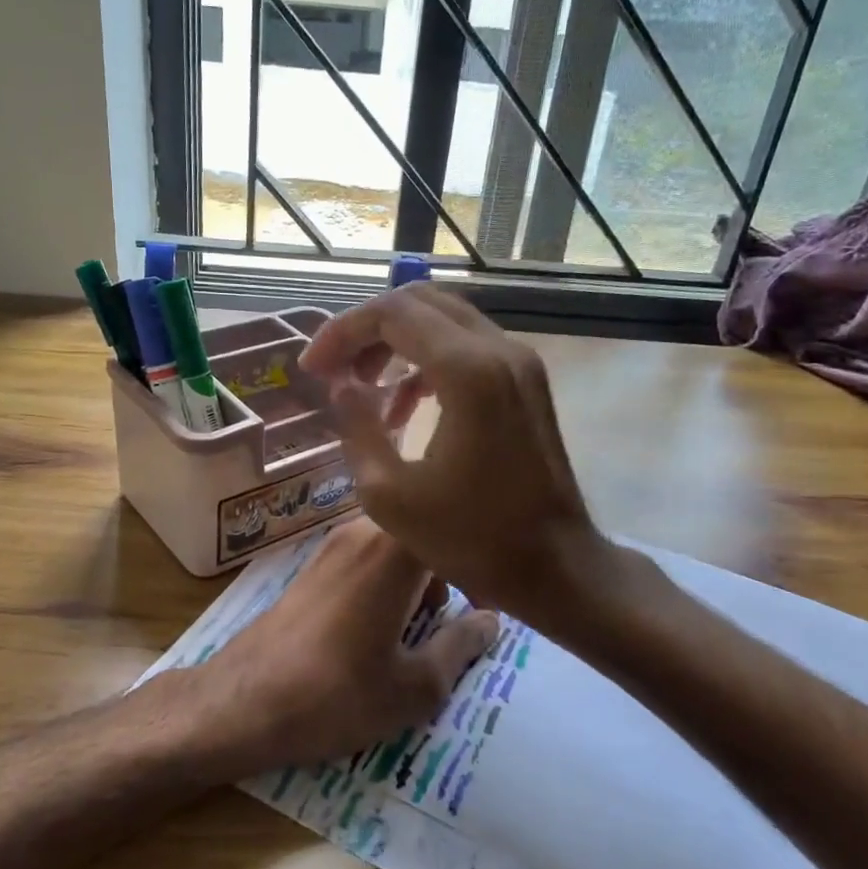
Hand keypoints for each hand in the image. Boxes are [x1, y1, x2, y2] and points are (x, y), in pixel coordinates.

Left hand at [188, 518, 497, 774]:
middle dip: (448, 570)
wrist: (242, 703)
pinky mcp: (311, 565)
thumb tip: (491, 621)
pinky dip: (385, 581)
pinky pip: (365, 558)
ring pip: (395, 545)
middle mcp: (363, 531)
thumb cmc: (336, 695)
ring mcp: (331, 544)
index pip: (454, 527)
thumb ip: (460, 647)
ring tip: (417, 630)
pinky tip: (378, 629)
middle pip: (424, 533)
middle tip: (456, 619)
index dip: (479, 561)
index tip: (493, 598)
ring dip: (416, 577)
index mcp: (395, 549)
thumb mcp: (414, 687)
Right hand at [298, 284, 602, 620]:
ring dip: (396, 342)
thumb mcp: (389, 494)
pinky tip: (404, 403)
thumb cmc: (471, 539)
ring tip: (363, 388)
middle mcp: (499, 351)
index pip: (392, 314)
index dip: (341, 332)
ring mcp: (520, 362)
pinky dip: (427, 359)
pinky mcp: (526, 380)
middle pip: (419, 302)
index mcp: (467, 373)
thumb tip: (341, 385)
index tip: (312, 368)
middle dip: (367, 329)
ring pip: (444, 319)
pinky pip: (467, 345)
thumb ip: (357, 426)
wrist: (556, 566)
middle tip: (335, 368)